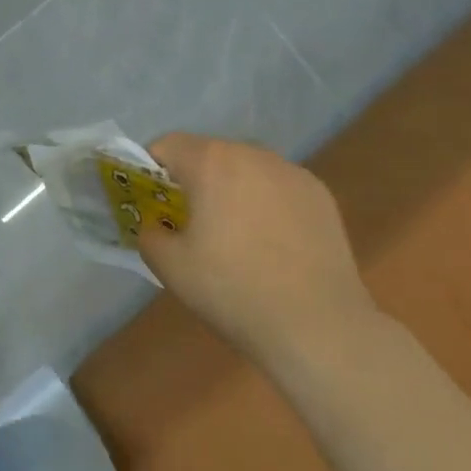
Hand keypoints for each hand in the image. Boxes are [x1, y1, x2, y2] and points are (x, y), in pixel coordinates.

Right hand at [138, 133, 377, 359]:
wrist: (317, 325)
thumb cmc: (233, 290)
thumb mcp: (171, 267)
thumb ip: (149, 234)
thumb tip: (156, 226)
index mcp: (211, 162)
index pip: (166, 145)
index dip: (150, 170)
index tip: (151, 204)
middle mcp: (252, 154)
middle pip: (208, 154)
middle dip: (192, 180)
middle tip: (189, 224)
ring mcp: (292, 172)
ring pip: (246, 169)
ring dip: (231, 190)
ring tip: (235, 237)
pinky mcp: (320, 195)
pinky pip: (278, 188)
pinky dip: (265, 204)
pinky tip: (272, 245)